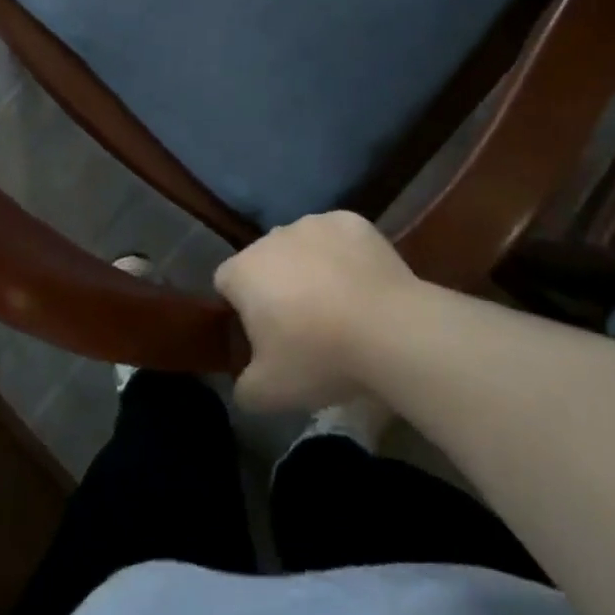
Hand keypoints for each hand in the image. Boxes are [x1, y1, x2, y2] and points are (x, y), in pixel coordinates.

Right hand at [213, 211, 420, 412]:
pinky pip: (338, 239)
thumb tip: (243, 383)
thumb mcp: (269, 393)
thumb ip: (243, 387)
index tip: (262, 337)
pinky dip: (344, 257)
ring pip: (301, 246)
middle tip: (302, 327)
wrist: (389, 328)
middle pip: (265, 261)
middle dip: (276, 287)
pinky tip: (363, 287)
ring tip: (339, 307)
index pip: (225, 283)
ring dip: (310, 269)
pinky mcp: (350, 221)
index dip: (239, 309)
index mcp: (244, 271)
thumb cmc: (318, 356)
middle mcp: (272, 236)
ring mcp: (313, 223)